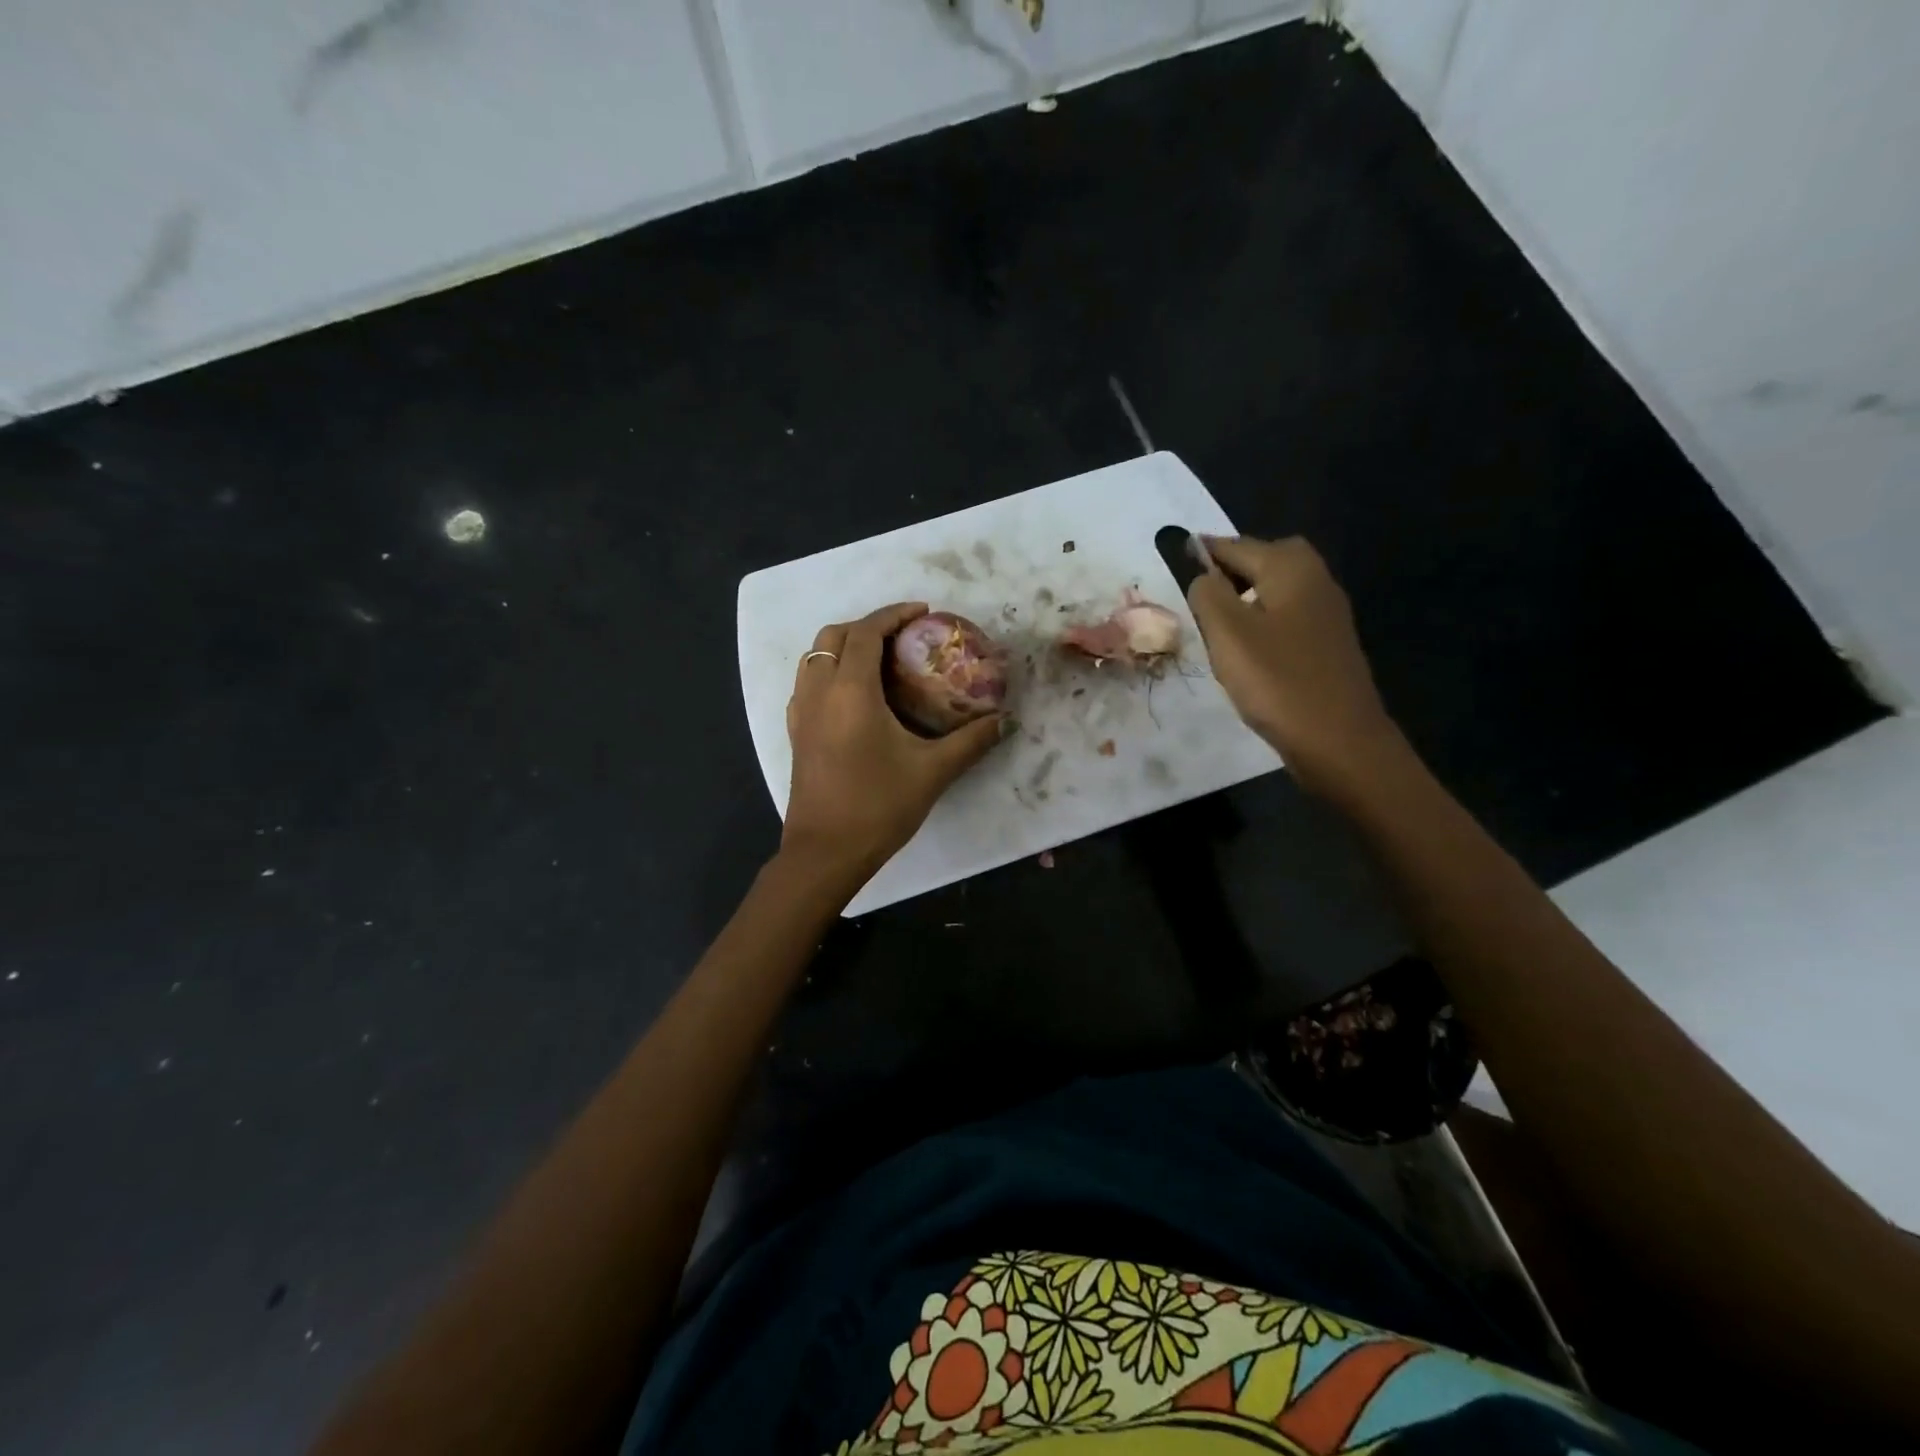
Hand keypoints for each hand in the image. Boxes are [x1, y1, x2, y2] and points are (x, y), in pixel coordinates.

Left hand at [782, 602, 1006, 889]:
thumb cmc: (878, 806)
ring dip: (844, 646)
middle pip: (834, 635)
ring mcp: (802, 713)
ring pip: (814, 657)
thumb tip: (1005, 721)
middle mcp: (819, 691)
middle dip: (868, 625)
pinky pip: (807, 683)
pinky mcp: (796, 734)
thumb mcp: (933, 771)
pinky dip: (829, 671)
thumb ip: (971, 741)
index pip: (867, 632)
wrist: (825, 853)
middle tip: (903, 636)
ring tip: (879, 660)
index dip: (894, 614)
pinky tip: (854, 696)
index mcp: (851, 690)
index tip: (923, 612)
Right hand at [1187, 535, 1403, 796]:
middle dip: (1230, 569)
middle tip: (1196, 593)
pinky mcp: (1327, 644)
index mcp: (1290, 568)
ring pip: (1275, 590)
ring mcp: (1326, 614)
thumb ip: (1207, 593)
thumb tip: (1200, 573)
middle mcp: (1315, 580)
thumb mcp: (1227, 633)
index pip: (1235, 545)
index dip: (1201, 551)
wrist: (1339, 740)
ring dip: (1245, 597)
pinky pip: (1286, 617)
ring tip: (1213, 623)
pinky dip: (1261, 621)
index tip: (1171, 557)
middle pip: (1264, 559)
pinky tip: (1245, 649)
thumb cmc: (1277, 681)